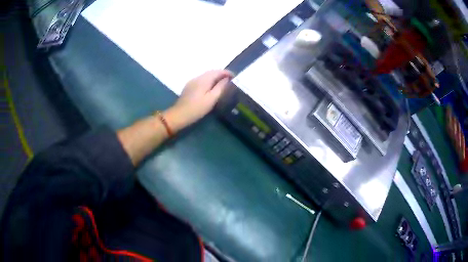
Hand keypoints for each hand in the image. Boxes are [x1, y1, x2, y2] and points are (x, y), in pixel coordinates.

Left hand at [164, 70, 232, 131]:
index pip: (218, 71)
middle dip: (222, 74)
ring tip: (224, 84)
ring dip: (216, 77)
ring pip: (207, 76)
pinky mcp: (190, 86)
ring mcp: (192, 81)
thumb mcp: (211, 99)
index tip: (236, 77)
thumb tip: (227, 79)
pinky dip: (210, 81)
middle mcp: (198, 77)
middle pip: (212, 72)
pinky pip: (202, 80)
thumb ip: (220, 87)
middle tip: (231, 81)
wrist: (179, 115)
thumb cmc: (197, 108)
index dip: (228, 73)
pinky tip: (212, 87)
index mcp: (204, 79)